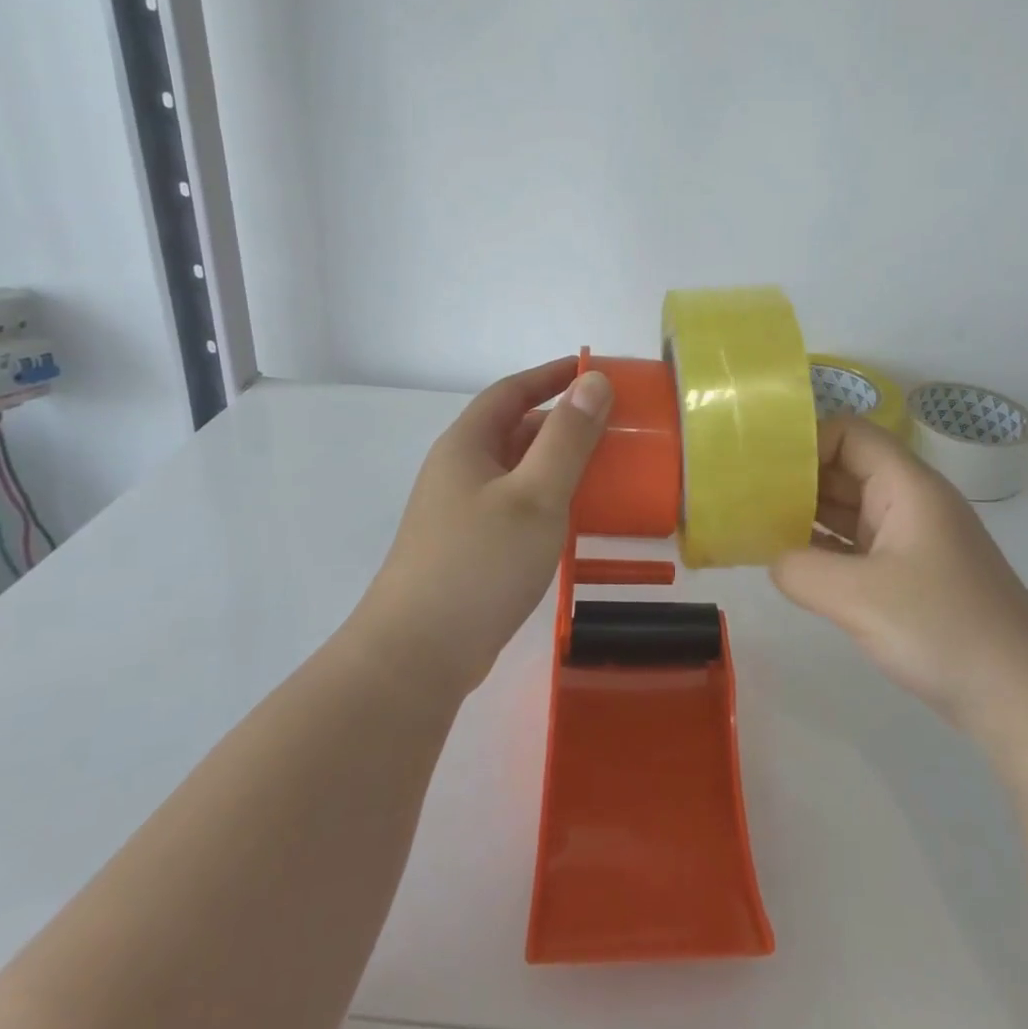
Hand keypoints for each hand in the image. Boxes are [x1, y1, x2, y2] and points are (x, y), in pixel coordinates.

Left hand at [355, 358, 612, 696]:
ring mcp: (459, 513)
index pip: (511, 391)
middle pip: (514, 430)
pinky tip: (572, 520)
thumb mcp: (536, 495)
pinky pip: (514, 506)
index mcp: (467, 445)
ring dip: (556, 464)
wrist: (416, 658)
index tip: (593, 371)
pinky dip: (546, 499)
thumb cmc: (479, 564)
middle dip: (561, 422)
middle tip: (611, 427)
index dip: (551, 375)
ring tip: (603, 470)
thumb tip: (594, 381)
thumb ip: (568, 437)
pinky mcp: (467, 549)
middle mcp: (459, 471)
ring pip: (516, 471)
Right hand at [770, 417, 1027, 734]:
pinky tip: (791, 562)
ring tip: (755, 526)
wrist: (1024, 699)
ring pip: (850, 508)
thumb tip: (775, 560)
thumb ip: (801, 571)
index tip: (762, 469)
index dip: (805, 442)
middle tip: (745, 497)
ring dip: (806, 514)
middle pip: (846, 468)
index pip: (850, 434)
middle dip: (797, 479)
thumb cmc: (945, 630)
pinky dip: (825, 548)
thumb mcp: (860, 599)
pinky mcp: (910, 574)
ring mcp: (911, 539)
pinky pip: (858, 545)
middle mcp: (910, 501)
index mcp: (907, 486)